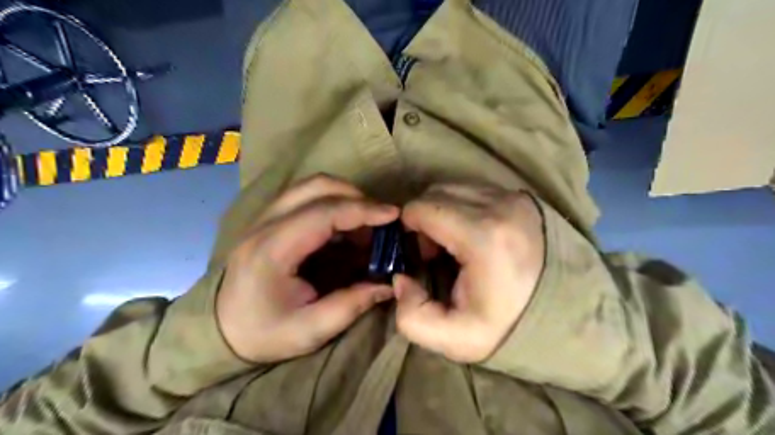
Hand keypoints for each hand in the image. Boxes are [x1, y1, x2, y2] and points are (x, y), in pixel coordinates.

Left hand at [218, 174, 398, 363]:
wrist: (218, 331)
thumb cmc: (261, 334)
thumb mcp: (310, 330)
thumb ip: (352, 305)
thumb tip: (388, 284)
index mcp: (273, 250)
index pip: (323, 213)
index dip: (362, 210)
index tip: (393, 215)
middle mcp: (265, 224)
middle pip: (316, 187)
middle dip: (356, 196)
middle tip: (381, 220)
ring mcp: (264, 217)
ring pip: (310, 187)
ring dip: (344, 196)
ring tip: (366, 223)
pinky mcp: (269, 220)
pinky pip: (306, 197)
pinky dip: (332, 204)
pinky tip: (345, 227)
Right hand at [394, 183, 542, 362]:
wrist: (563, 313)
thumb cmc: (507, 325)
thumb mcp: (454, 339)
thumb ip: (412, 316)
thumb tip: (401, 277)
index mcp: (482, 236)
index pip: (422, 207)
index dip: (409, 229)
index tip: (421, 255)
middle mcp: (500, 205)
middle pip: (435, 192)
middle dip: (424, 219)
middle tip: (435, 251)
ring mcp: (513, 197)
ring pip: (454, 188)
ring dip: (442, 211)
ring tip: (453, 242)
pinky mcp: (520, 197)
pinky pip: (474, 190)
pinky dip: (461, 206)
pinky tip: (470, 233)